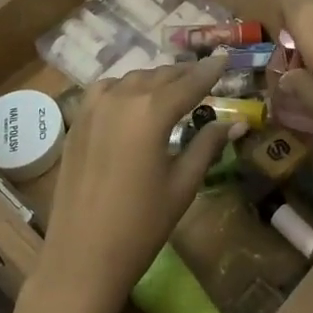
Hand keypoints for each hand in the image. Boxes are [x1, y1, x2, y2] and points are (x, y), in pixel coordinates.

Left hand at [28, 56, 239, 312]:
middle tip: (204, 74)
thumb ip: (207, 146)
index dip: (210, 70)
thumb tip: (236, 122)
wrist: (81, 256)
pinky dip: (125, 87)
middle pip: (160, 76)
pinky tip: (133, 100)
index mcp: (151, 111)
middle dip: (184, 74)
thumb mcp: (182, 185)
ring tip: (173, 87)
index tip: (225, 56)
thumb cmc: (141, 226)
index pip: (189, 82)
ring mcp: (93, 107)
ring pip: (132, 79)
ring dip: (155, 79)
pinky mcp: (77, 121)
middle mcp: (121, 98)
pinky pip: (106, 90)